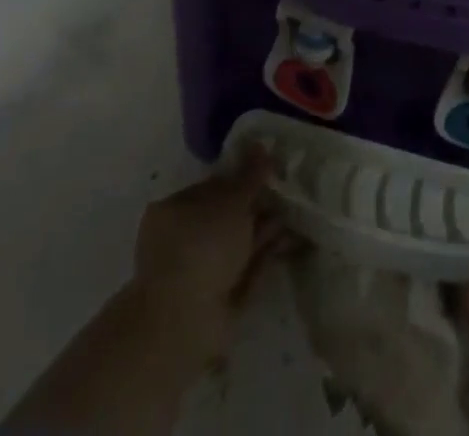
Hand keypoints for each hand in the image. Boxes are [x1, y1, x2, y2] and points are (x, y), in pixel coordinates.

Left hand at [129, 146, 292, 364]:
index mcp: (173, 210)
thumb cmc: (202, 247)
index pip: (212, 187)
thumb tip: (261, 145)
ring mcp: (198, 272)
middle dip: (257, 207)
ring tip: (295, 217)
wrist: (185, 323)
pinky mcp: (216, 299)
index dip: (243, 179)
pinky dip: (264, 257)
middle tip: (287, 196)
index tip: (270, 174)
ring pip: (237, 244)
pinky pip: (244, 269)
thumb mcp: (231, 202)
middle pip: (226, 217)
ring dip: (264, 231)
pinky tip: (288, 243)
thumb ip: (250, 175)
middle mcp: (182, 239)